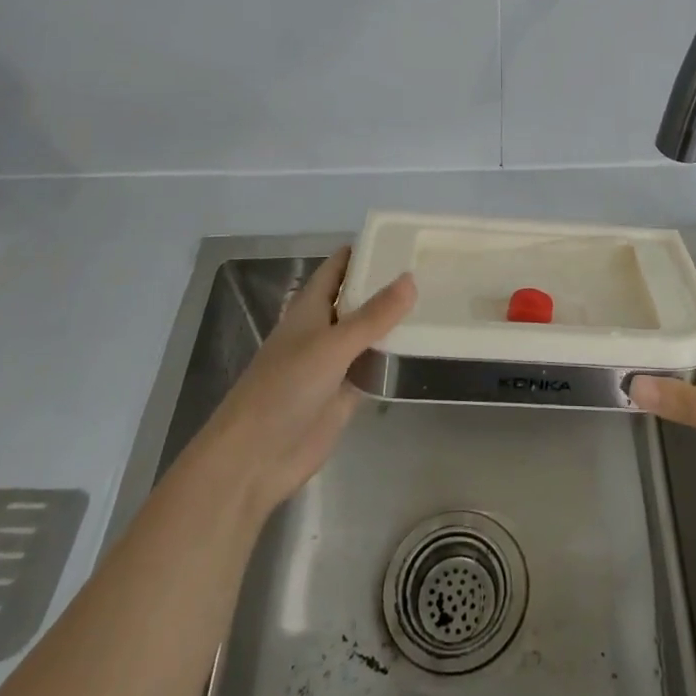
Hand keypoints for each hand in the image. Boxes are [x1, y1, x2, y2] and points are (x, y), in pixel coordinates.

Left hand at [190, 247, 415, 526]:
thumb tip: (410, 278)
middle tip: (432, 266)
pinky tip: (425, 345)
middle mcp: (323, 329)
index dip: (364, 251)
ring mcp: (335, 362)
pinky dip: (395, 356)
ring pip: (369, 332)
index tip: (401, 238)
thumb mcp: (332, 345)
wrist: (256, 457)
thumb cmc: (285, 388)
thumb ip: (373, 316)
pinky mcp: (346, 393)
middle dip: (387, 284)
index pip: (338, 268)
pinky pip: (374, 365)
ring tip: (438, 299)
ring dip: (395, 320)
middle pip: (358, 299)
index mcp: (310, 308)